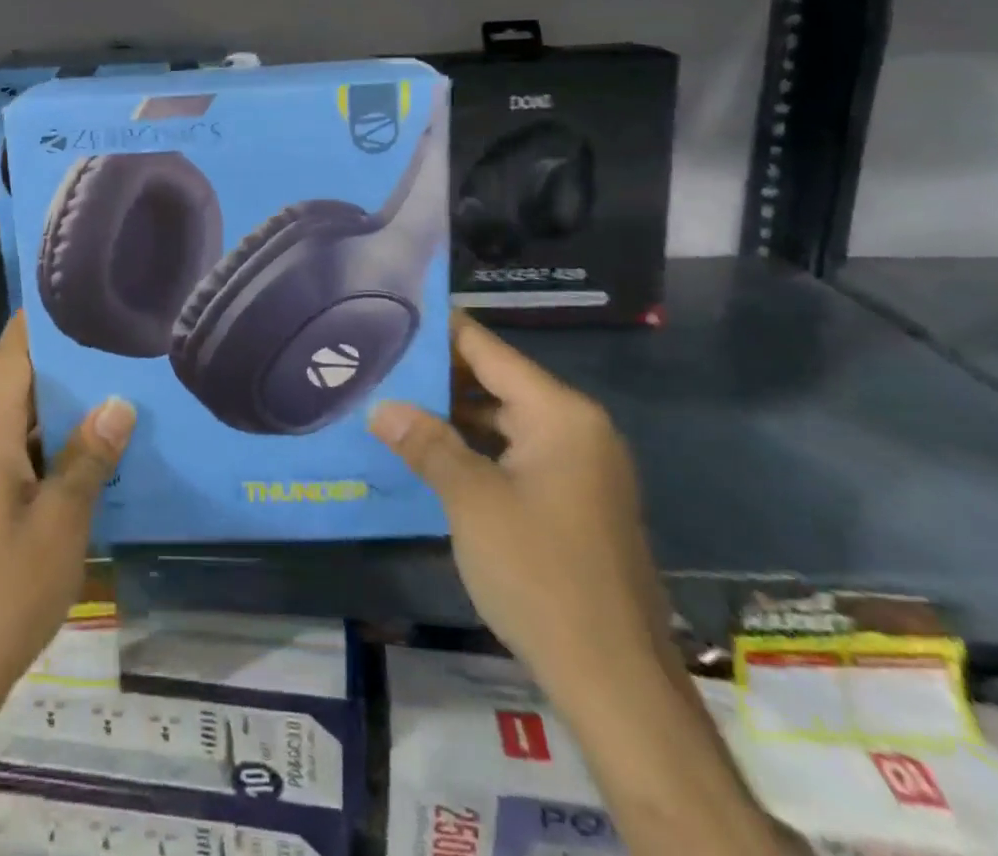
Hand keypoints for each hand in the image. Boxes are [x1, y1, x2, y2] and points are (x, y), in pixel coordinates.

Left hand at [0, 313, 134, 831]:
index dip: (37, 321)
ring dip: (58, 413)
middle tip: (115, 343)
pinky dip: (46, 450)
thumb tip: (118, 400)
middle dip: (62, 366)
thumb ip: (87, 458)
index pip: (10, 358)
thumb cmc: (1, 596)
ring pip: (16, 429)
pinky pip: (11, 463)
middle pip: (15, 390)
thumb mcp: (60, 525)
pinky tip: (85, 458)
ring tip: (112, 390)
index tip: (72, 291)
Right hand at [371, 311, 669, 701]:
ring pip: (505, 419)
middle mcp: (576, 428)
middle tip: (380, 363)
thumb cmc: (541, 574)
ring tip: (393, 401)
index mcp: (560, 414)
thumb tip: (381, 406)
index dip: (442, 330)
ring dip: (454, 413)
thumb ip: (427, 444)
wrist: (617, 683)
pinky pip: (517, 453)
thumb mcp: (472, 501)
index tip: (394, 313)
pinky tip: (432, 451)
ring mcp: (580, 466)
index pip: (489, 350)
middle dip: (439, 375)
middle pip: (497, 381)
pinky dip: (477, 447)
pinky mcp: (575, 500)